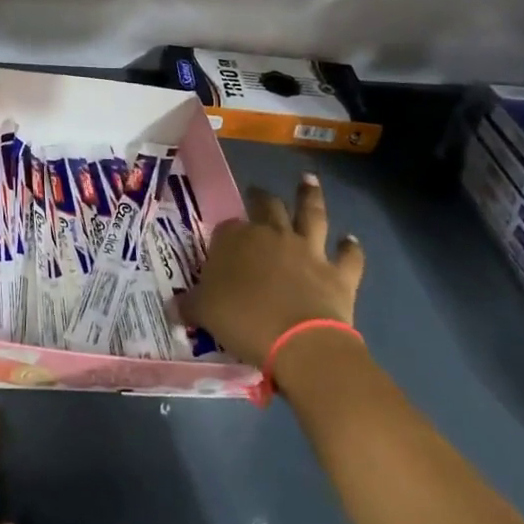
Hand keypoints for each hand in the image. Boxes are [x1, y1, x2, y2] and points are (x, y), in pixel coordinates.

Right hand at [177, 173, 364, 367]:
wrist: (300, 343)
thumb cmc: (244, 322)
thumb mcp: (204, 313)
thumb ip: (189, 305)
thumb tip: (172, 307)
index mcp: (236, 239)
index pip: (227, 227)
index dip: (225, 233)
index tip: (222, 240)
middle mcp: (272, 235)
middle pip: (267, 206)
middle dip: (261, 198)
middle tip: (258, 192)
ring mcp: (308, 250)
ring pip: (310, 214)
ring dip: (310, 196)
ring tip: (309, 180)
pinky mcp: (338, 272)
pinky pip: (348, 256)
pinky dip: (351, 248)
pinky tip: (351, 240)